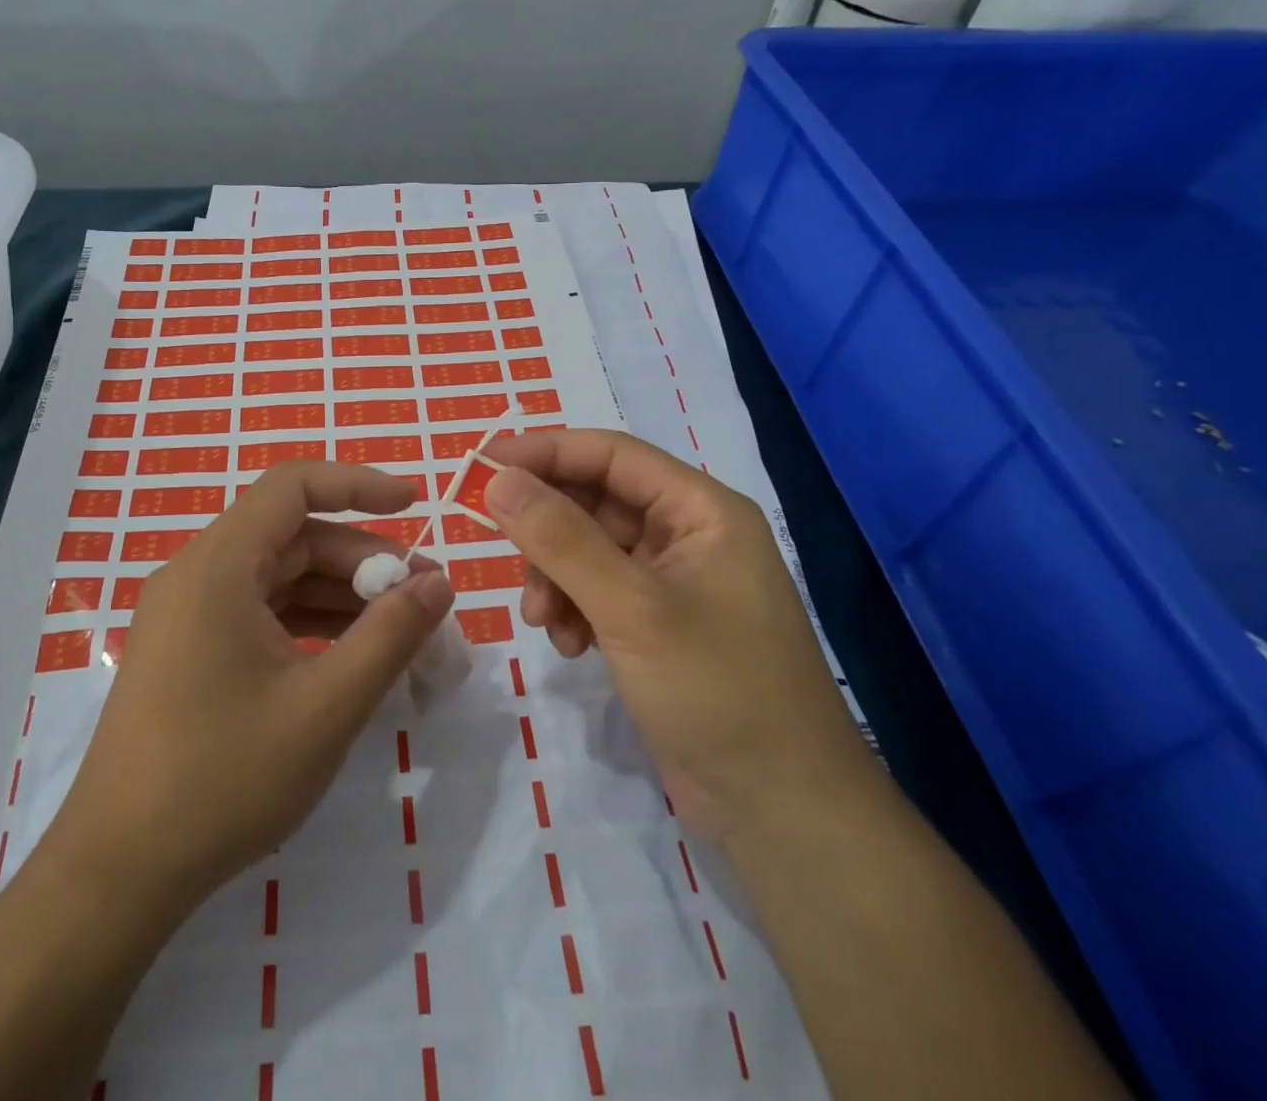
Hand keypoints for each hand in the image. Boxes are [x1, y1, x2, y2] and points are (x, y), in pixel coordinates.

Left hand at [40, 462, 454, 914]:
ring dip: (341, 594)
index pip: (293, 486)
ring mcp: (189, 614)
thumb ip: (390, 636)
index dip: (358, 484)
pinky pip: (261, 612)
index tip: (414, 504)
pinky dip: (310, 622)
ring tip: (400, 628)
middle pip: (293, 537)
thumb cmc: (223, 780)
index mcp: (218, 567)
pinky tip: (351, 655)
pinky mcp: (190, 650)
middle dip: (362, 559)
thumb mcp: (325, 707)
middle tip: (422, 597)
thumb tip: (438, 583)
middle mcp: (198, 575)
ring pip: (280, 577)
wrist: (118, 873)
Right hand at [482, 430, 876, 847]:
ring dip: (554, 576)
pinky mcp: (658, 625)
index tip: (482, 465)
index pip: (611, 455)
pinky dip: (572, 608)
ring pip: (588, 549)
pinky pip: (597, 592)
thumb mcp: (631, 609)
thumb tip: (497, 480)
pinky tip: (568, 645)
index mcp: (701, 510)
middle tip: (495, 546)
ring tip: (541, 619)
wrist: (784, 814)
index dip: (545, 451)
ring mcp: (673, 582)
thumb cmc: (719, 693)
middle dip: (546, 529)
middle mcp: (688, 534)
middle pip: (595, 502)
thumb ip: (561, 539)